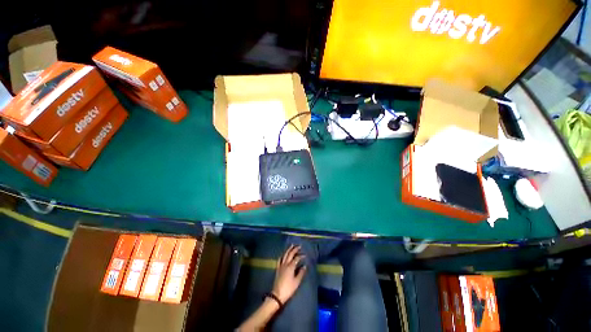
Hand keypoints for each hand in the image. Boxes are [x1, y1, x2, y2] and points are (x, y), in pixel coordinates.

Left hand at [272, 245, 306, 303]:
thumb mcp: (296, 282)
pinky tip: (283, 255)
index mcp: (291, 266)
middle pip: (290, 254)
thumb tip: (304, 266)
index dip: (301, 256)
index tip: (305, 255)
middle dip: (295, 249)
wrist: (277, 295)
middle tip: (299, 246)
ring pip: (285, 255)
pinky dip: (282, 255)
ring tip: (291, 246)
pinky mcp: (277, 269)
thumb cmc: (288, 289)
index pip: (296, 258)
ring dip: (288, 250)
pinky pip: (279, 259)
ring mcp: (280, 266)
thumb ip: (301, 273)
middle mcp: (285, 264)